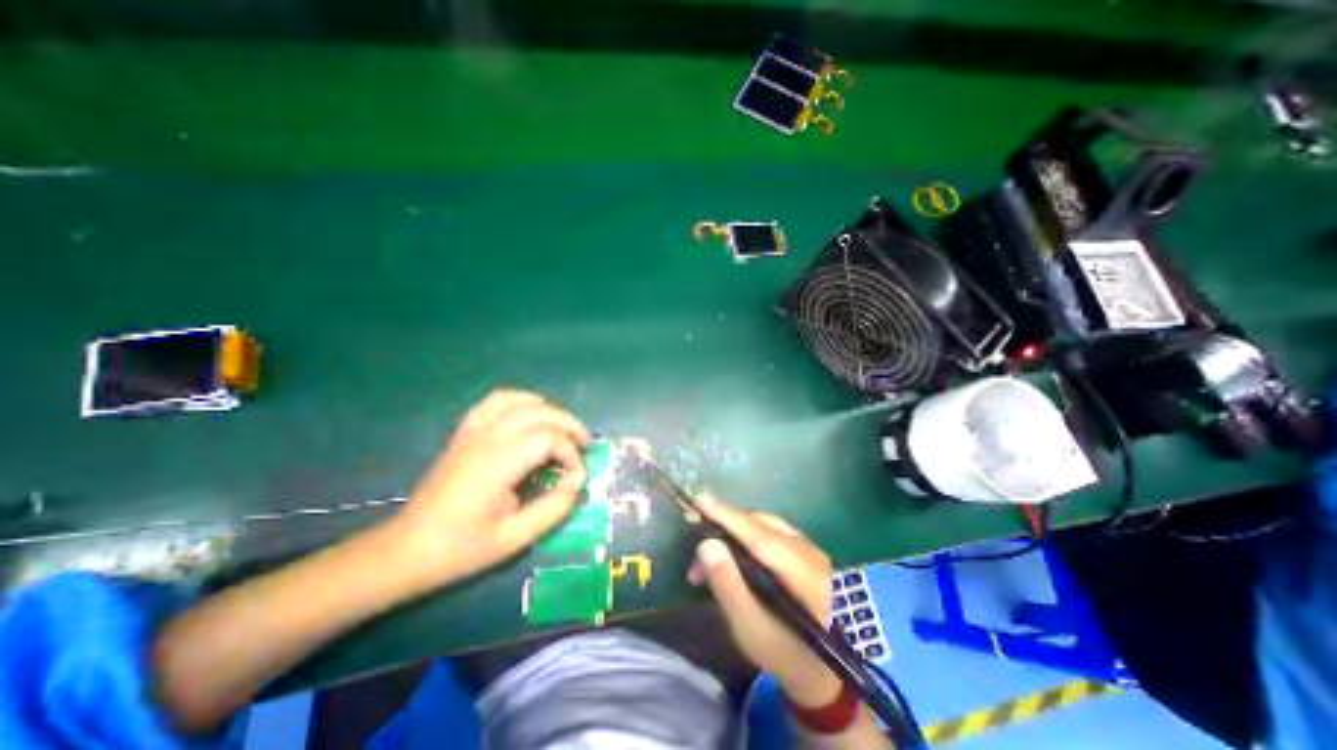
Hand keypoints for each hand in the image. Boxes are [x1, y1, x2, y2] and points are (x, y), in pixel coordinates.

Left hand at [394, 390, 587, 583]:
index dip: (571, 453)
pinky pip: (495, 402)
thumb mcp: (515, 538)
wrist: (406, 549)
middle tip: (584, 445)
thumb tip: (579, 479)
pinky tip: (530, 417)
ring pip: (518, 400)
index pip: (548, 438)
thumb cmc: (461, 548)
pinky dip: (520, 402)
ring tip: (561, 428)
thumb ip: (554, 507)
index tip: (577, 476)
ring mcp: (472, 431)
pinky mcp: (464, 432)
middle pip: (539, 412)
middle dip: (569, 425)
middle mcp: (485, 438)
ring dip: (547, 409)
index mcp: (496, 464)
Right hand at [683, 497, 839, 707]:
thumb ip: (728, 585)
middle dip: (725, 528)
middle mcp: (810, 553)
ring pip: (767, 526)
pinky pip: (774, 532)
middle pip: (761, 526)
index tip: (699, 500)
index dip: (728, 516)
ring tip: (711, 555)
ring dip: (735, 532)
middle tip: (696, 545)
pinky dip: (749, 535)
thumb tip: (706, 545)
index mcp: (802, 573)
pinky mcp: (808, 553)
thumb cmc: (785, 654)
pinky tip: (736, 552)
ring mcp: (812, 550)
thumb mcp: (752, 629)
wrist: (826, 672)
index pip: (758, 534)